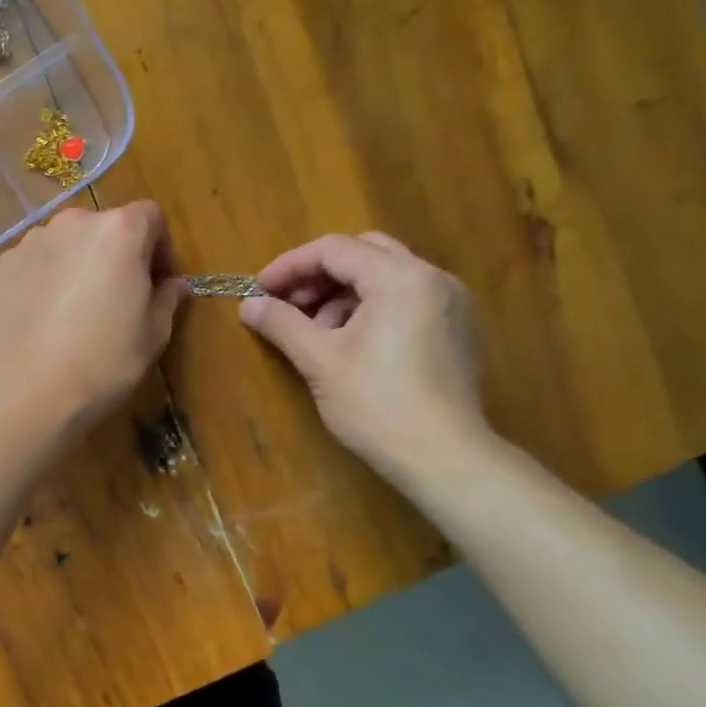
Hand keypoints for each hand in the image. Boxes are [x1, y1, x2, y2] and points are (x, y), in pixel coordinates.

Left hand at [0, 202, 187, 438]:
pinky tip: (46, 317)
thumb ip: (167, 298)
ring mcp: (32, 242)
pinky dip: (46, 278)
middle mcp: (73, 223)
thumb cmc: (105, 361)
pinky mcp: (3, 266)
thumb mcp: (153, 334)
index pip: (151, 217)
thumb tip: (172, 285)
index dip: (160, 249)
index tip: (159, 284)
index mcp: (119, 230)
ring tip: (76, 309)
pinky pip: (36, 262)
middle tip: (118, 298)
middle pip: (105, 227)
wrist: (31, 390)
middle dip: (117, 254)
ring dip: (79, 264)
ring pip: (67, 244)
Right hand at [239, 232, 487, 476]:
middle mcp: (431, 278)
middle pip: (364, 253)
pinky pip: (405, 300)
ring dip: (342, 294)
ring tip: (314, 332)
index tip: (259, 290)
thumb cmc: (376, 404)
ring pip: (385, 277)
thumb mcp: (319, 360)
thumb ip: (282, 323)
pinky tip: (349, 344)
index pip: (334, 249)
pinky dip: (370, 308)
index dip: (290, 266)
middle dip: (318, 275)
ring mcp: (450, 303)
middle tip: (286, 305)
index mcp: (399, 277)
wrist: (443, 457)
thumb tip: (249, 305)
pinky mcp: (456, 329)